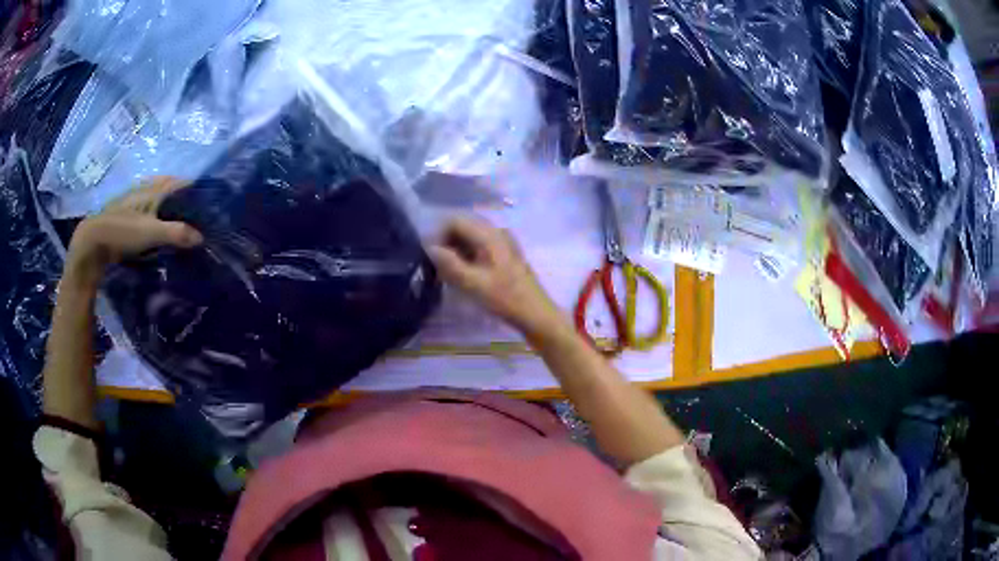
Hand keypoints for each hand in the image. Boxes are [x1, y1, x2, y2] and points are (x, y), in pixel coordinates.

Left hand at [66, 177, 202, 285]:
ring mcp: (132, 199)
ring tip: (176, 216)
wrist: (93, 241)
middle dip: (181, 193)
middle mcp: (144, 189)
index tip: (207, 199)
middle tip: (193, 210)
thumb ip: (176, 233)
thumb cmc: (123, 231)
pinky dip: (154, 210)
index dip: (194, 188)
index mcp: (153, 189)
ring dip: (166, 201)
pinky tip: (154, 222)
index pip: (179, 182)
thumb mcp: (151, 233)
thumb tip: (201, 238)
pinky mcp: (124, 212)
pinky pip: (145, 206)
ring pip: (155, 194)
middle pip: (167, 185)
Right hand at [428, 217, 565, 337]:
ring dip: (456, 252)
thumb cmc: (504, 298)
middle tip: (436, 268)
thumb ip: (448, 263)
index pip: (455, 220)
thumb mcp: (472, 283)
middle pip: (463, 227)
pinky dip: (468, 258)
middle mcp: (497, 232)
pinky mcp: (505, 255)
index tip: (429, 257)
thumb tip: (429, 247)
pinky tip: (464, 276)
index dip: (438, 235)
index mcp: (489, 234)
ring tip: (447, 274)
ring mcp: (503, 243)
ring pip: (471, 239)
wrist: (536, 314)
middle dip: (446, 244)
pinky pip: (480, 248)